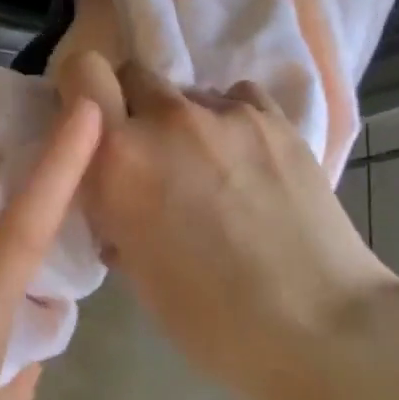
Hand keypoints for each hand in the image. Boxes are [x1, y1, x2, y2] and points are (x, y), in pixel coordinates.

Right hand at [56, 51, 397, 399]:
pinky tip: (248, 163)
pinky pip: (236, 99)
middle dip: (133, 106)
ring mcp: (225, 113)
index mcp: (118, 157)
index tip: (90, 117)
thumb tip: (117, 189)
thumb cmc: (209, 318)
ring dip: (184, 121)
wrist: (318, 329)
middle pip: (133, 74)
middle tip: (151, 154)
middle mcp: (166, 119)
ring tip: (212, 170)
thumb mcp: (131, 264)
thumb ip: (113, 204)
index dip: (80, 87)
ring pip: (187, 93)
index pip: (81, 71)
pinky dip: (230, 122)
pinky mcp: (274, 119)